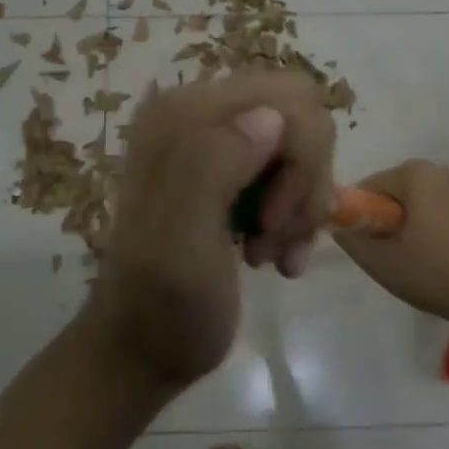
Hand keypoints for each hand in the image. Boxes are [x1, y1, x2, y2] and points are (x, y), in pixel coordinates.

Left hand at [93, 70, 335, 384]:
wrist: (144, 351)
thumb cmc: (164, 306)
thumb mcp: (182, 242)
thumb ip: (212, 167)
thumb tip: (270, 115)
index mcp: (181, 116)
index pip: (287, 98)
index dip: (301, 160)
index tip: (272, 221)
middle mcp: (198, 112)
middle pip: (301, 115)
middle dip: (305, 180)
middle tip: (276, 236)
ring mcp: (215, 140)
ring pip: (303, 145)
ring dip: (301, 204)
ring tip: (271, 253)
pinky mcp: (230, 169)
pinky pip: (293, 171)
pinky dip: (296, 216)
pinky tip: (278, 257)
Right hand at [332, 160, 448, 328]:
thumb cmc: (432, 274)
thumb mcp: (379, 262)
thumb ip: (350, 240)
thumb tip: (338, 228)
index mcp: (414, 174)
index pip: (368, 187)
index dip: (359, 216)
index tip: (364, 244)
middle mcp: (437, 171)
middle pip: (391, 192)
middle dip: (382, 219)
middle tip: (384, 253)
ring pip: (412, 202)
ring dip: (402, 223)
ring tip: (406, 256)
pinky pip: (432, 208)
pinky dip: (423, 226)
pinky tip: (428, 255)